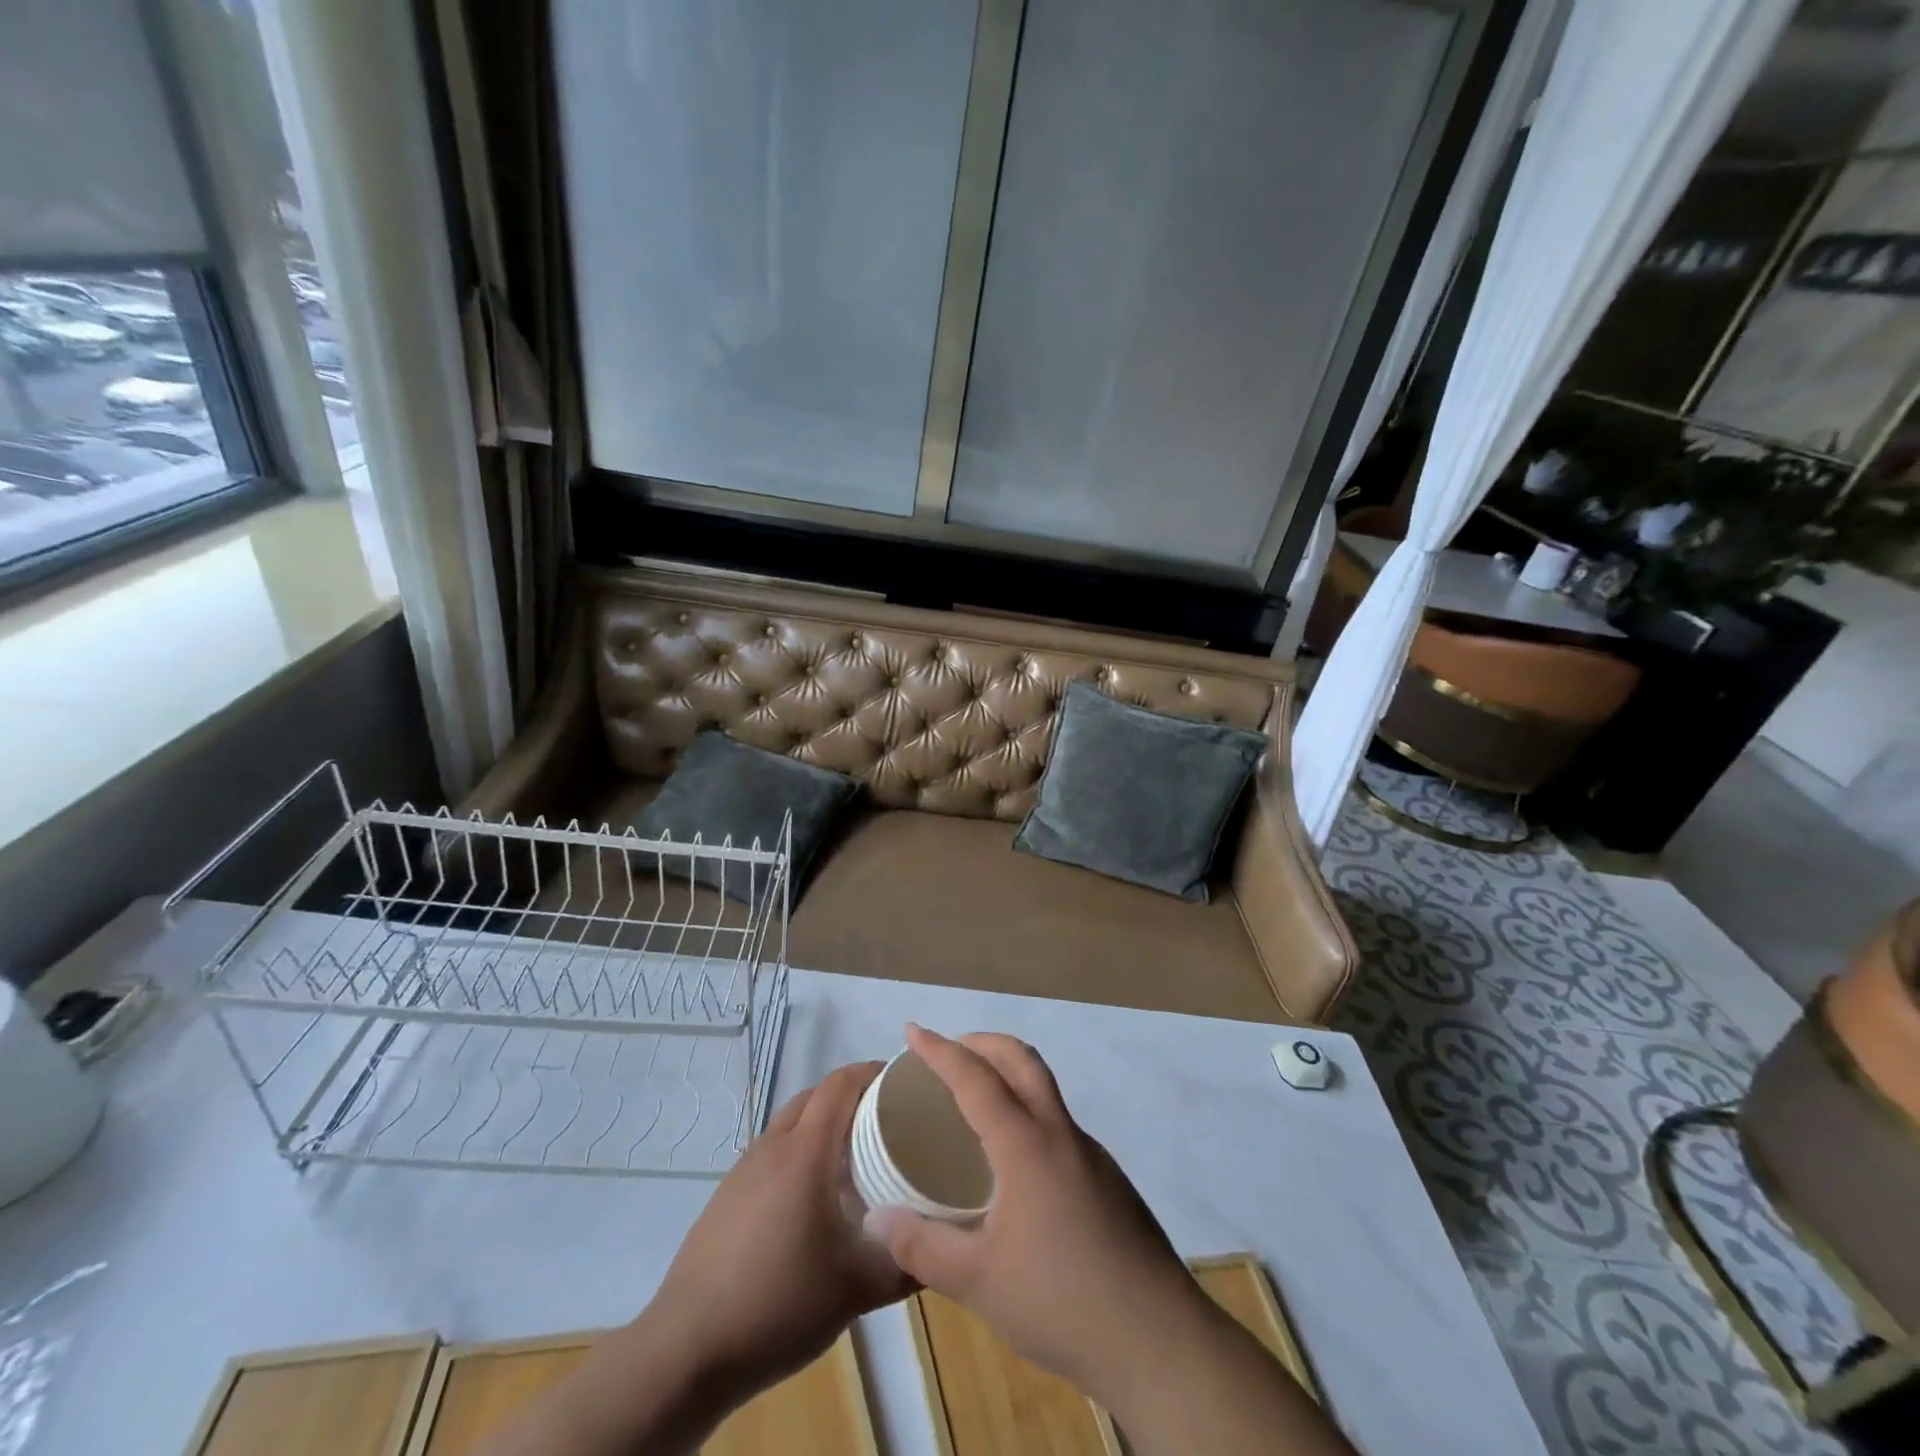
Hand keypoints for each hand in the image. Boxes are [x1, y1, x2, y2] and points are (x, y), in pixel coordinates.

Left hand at [644, 1061, 916, 1403]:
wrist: (687, 1350)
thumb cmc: (778, 1304)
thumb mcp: (856, 1290)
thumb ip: (906, 1264)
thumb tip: (943, 1248)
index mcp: (805, 1152)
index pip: (840, 1083)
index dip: (873, 1072)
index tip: (904, 1083)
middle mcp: (773, 1146)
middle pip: (816, 1096)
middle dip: (853, 1096)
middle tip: (888, 1121)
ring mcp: (744, 1169)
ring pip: (791, 1123)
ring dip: (824, 1125)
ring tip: (855, 1159)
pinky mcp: (727, 1195)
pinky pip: (772, 1152)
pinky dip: (799, 1152)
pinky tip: (812, 1199)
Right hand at [863, 1025, 1197, 1406]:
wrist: (1158, 1341)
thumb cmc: (1061, 1301)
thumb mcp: (977, 1282)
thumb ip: (922, 1246)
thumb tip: (875, 1219)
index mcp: (1026, 1145)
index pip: (976, 1078)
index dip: (941, 1051)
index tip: (913, 1031)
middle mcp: (1061, 1134)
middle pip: (1021, 1060)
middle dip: (982, 1043)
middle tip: (947, 1051)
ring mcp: (1091, 1154)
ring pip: (1045, 1089)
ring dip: (1008, 1074)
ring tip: (974, 1103)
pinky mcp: (1108, 1179)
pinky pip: (1058, 1124)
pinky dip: (1027, 1112)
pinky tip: (1014, 1164)